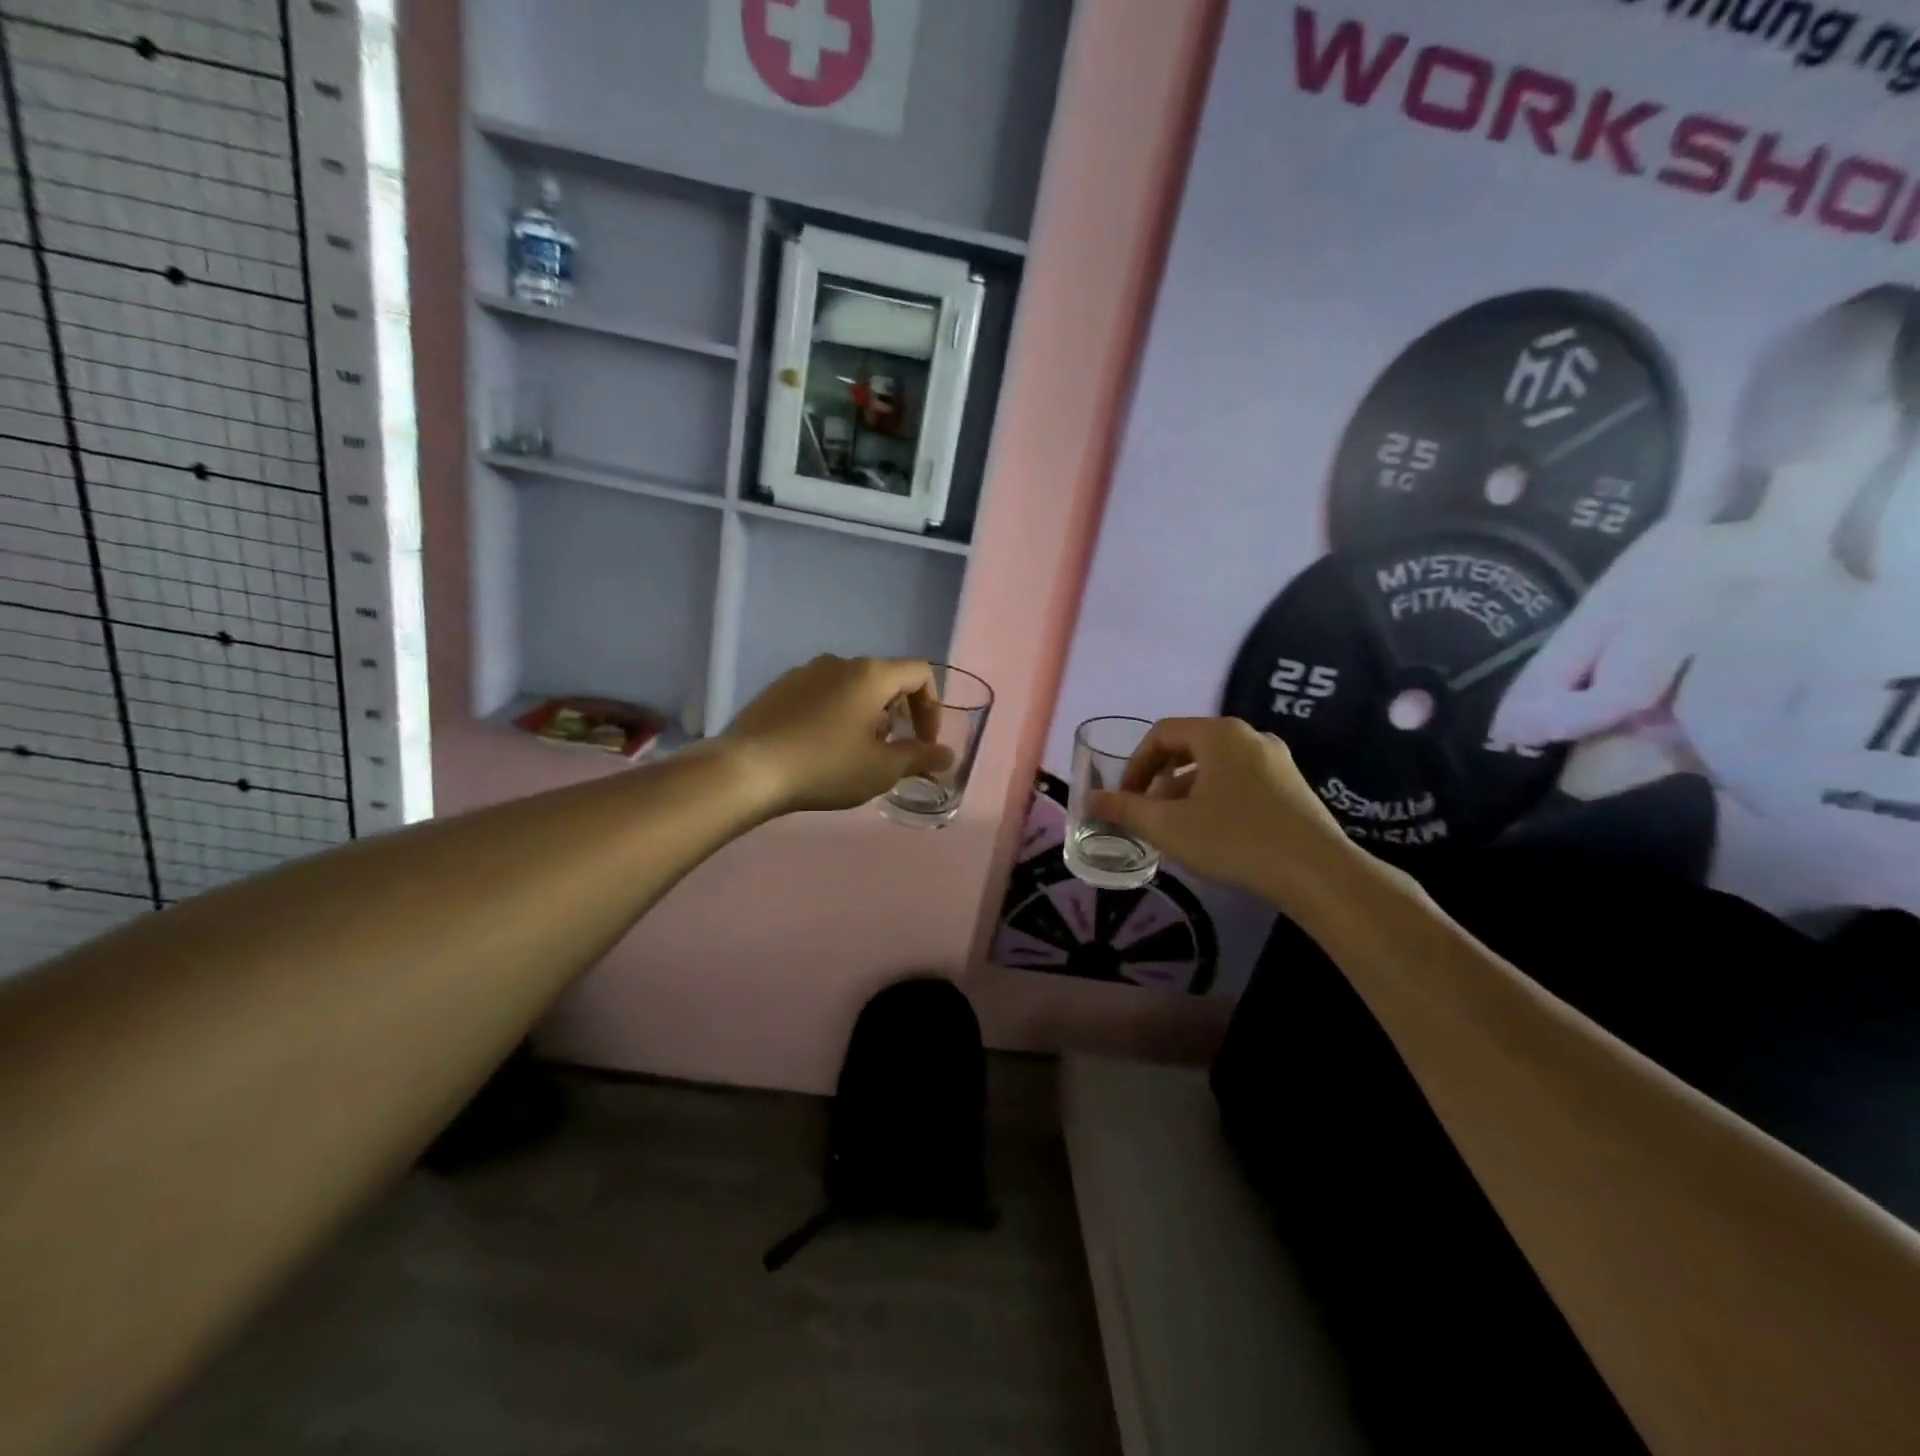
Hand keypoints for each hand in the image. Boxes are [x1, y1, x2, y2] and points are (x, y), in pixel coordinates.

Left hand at [723, 655, 954, 815]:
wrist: (748, 770)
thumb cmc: (826, 766)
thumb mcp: (881, 769)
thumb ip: (920, 758)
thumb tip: (947, 755)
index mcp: (871, 674)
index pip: (919, 673)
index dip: (932, 708)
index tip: (924, 743)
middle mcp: (839, 662)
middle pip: (885, 679)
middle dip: (898, 714)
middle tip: (891, 751)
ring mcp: (804, 672)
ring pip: (851, 687)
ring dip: (866, 715)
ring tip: (855, 753)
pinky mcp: (779, 688)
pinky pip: (821, 695)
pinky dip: (835, 715)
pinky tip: (820, 748)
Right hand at [1086, 717, 1366, 910]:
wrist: (1318, 873)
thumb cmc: (1235, 840)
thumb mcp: (1169, 826)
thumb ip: (1125, 809)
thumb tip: (1090, 799)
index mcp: (1219, 734)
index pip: (1162, 734)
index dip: (1135, 765)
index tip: (1125, 798)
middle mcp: (1250, 736)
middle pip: (1189, 747)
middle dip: (1160, 779)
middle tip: (1148, 812)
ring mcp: (1277, 760)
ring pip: (1216, 766)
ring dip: (1187, 791)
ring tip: (1177, 827)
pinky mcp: (1293, 786)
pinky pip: (1241, 781)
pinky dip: (1216, 798)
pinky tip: (1215, 834)